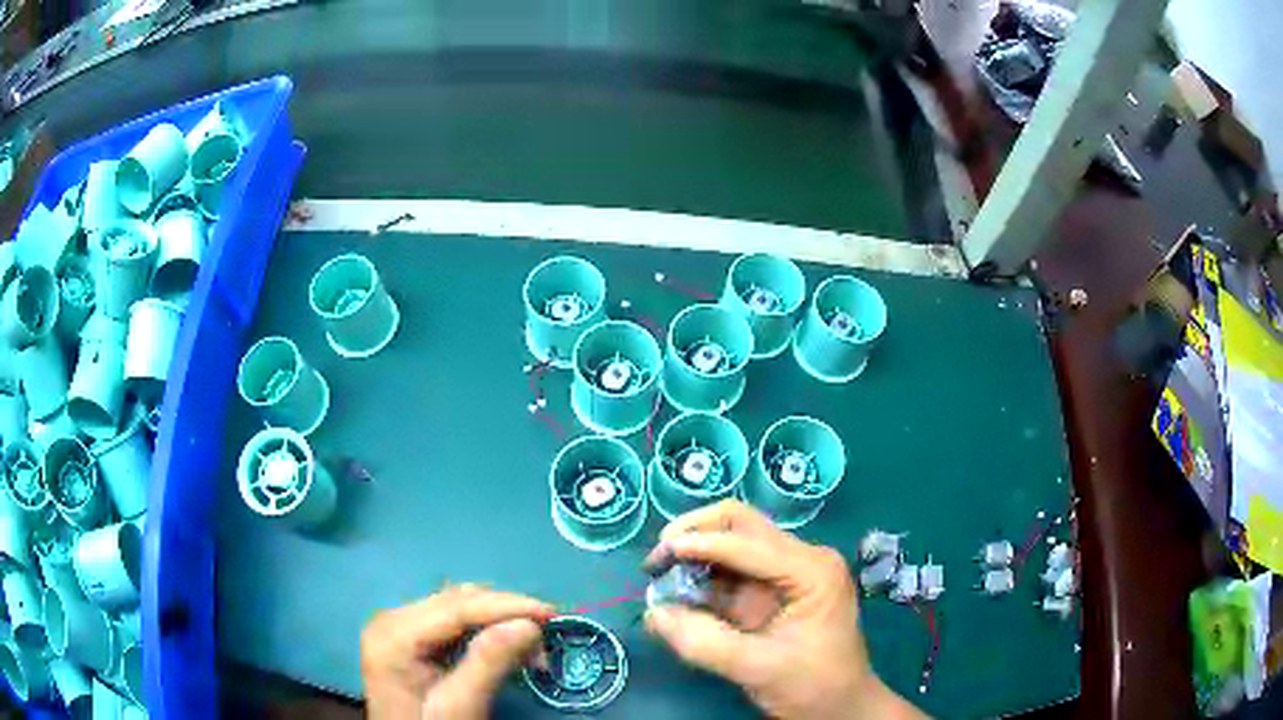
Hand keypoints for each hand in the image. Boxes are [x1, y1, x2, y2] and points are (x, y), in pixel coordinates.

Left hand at [362, 584, 552, 718]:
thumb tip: (529, 624)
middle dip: (506, 615)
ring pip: (459, 607)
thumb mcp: (460, 706)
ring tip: (532, 651)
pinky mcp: (409, 637)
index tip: (552, 613)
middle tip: (546, 643)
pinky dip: (484, 631)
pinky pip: (453, 621)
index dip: (507, 605)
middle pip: (458, 601)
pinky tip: (506, 648)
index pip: (457, 607)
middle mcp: (392, 619)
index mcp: (394, 634)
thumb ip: (489, 663)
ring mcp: (398, 626)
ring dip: (499, 622)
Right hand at [643, 501, 924, 719]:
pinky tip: (678, 591)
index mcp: (812, 570)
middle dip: (695, 534)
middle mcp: (801, 559)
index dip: (701, 544)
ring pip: (732, 541)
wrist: (840, 707)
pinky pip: (729, 570)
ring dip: (695, 552)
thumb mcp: (759, 669)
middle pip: (741, 524)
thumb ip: (704, 642)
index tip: (657, 559)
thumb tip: (653, 613)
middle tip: (658, 559)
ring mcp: (785, 572)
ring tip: (660, 575)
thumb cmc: (813, 686)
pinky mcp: (770, 589)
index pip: (749, 542)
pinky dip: (701, 575)